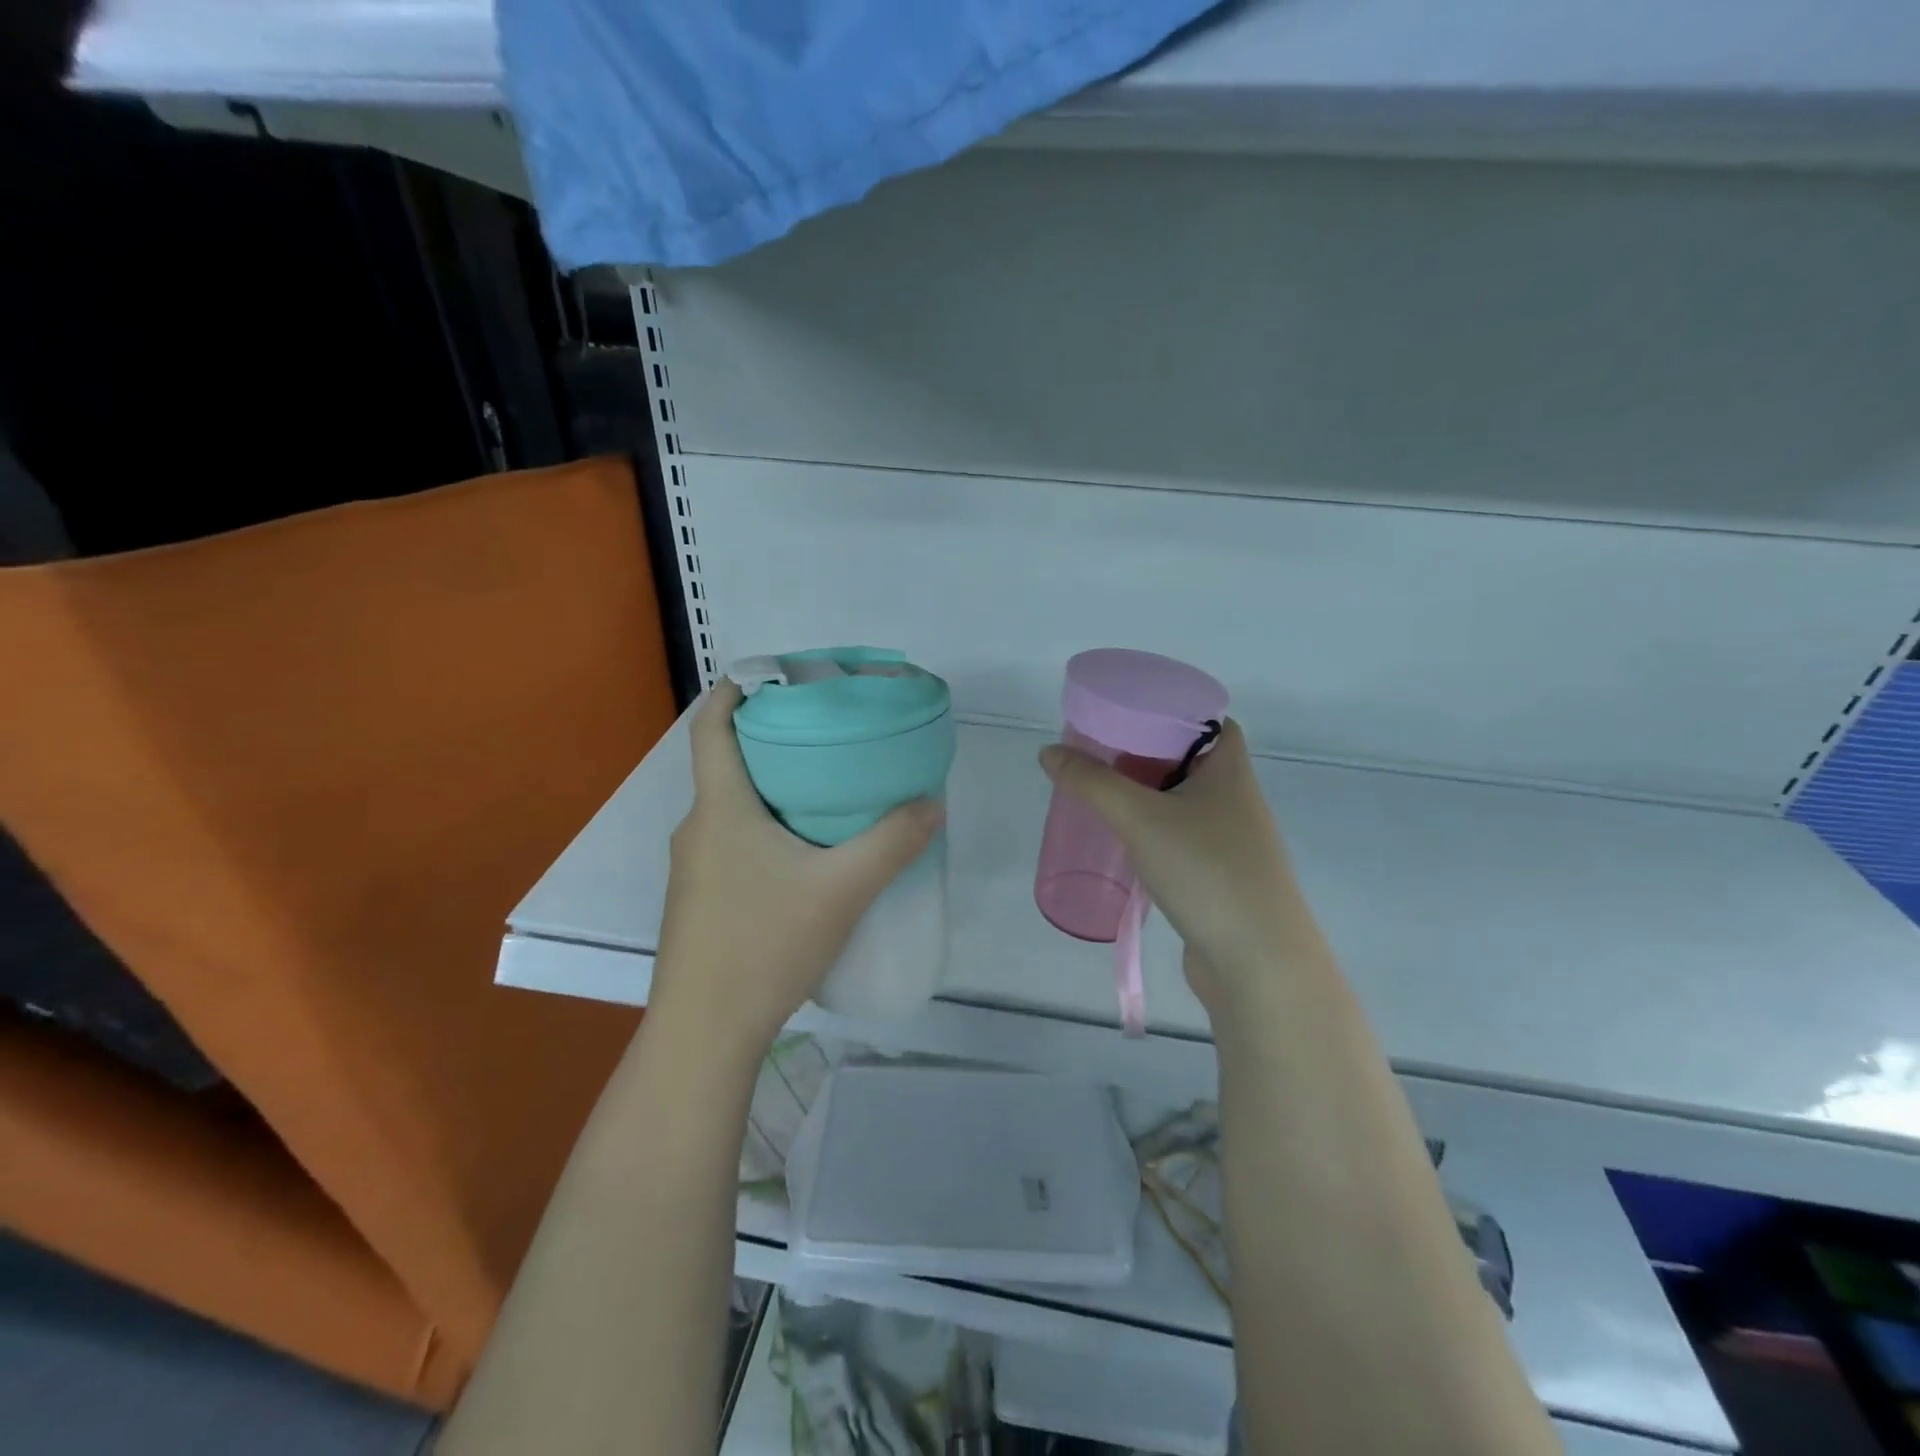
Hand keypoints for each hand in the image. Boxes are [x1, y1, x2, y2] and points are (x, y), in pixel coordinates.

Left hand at [650, 680, 944, 1058]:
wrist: (704, 1033)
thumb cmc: (763, 944)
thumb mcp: (842, 890)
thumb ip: (892, 843)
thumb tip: (933, 804)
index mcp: (719, 808)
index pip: (711, 726)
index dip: (737, 690)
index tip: (778, 677)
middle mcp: (697, 828)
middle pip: (727, 763)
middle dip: (773, 741)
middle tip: (828, 736)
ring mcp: (692, 868)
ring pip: (732, 807)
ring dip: (772, 790)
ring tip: (826, 794)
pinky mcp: (700, 900)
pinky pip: (732, 842)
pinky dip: (764, 829)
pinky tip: (804, 858)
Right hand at [1038, 721, 1331, 1012]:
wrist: (1258, 962)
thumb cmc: (1205, 871)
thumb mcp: (1140, 818)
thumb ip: (1092, 783)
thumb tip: (1049, 753)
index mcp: (1230, 771)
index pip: (1211, 721)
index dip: (1173, 711)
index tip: (1130, 714)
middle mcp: (1236, 800)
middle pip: (1191, 761)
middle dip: (1148, 754)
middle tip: (1102, 752)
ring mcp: (1232, 842)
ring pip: (1185, 803)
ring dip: (1149, 796)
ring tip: (1104, 793)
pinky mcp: (1221, 878)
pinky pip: (1183, 839)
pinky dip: (1155, 832)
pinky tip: (1125, 842)